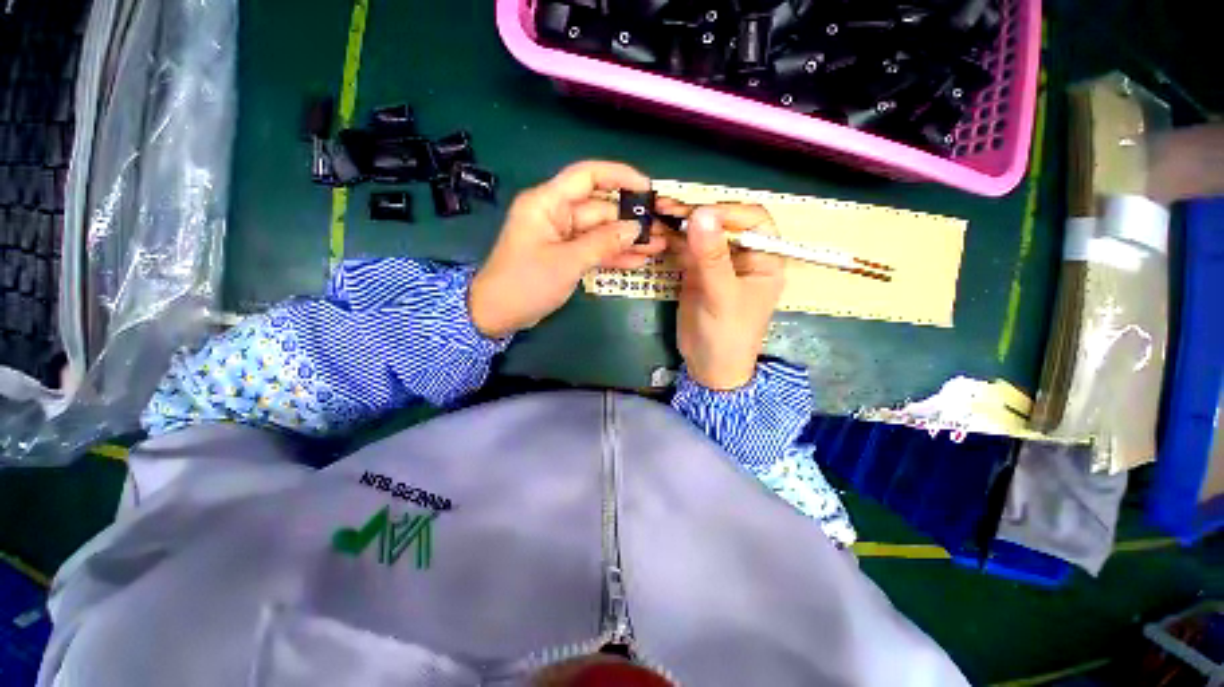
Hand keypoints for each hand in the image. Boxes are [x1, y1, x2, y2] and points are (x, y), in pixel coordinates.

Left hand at [469, 161, 666, 337]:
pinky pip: (594, 249)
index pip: (587, 176)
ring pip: (600, 231)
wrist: (497, 314)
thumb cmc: (526, 283)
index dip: (619, 176)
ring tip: (659, 245)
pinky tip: (639, 260)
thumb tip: (636, 227)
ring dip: (627, 239)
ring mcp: (562, 236)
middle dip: (630, 219)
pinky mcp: (566, 255)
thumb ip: (602, 243)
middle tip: (662, 228)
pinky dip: (613, 255)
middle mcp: (556, 214)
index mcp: (548, 203)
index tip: (647, 187)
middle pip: (599, 208)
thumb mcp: (567, 262)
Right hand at [664, 201, 784, 390]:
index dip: (727, 212)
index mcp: (764, 258)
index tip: (698, 215)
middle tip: (667, 209)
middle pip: (722, 223)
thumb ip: (712, 257)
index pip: (752, 220)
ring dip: (679, 224)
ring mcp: (717, 263)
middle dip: (696, 214)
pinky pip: (685, 250)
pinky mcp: (697, 272)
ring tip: (657, 214)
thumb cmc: (727, 335)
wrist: (707, 366)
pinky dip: (671, 241)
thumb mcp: (722, 296)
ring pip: (700, 234)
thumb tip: (701, 212)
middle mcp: (742, 256)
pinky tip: (656, 233)